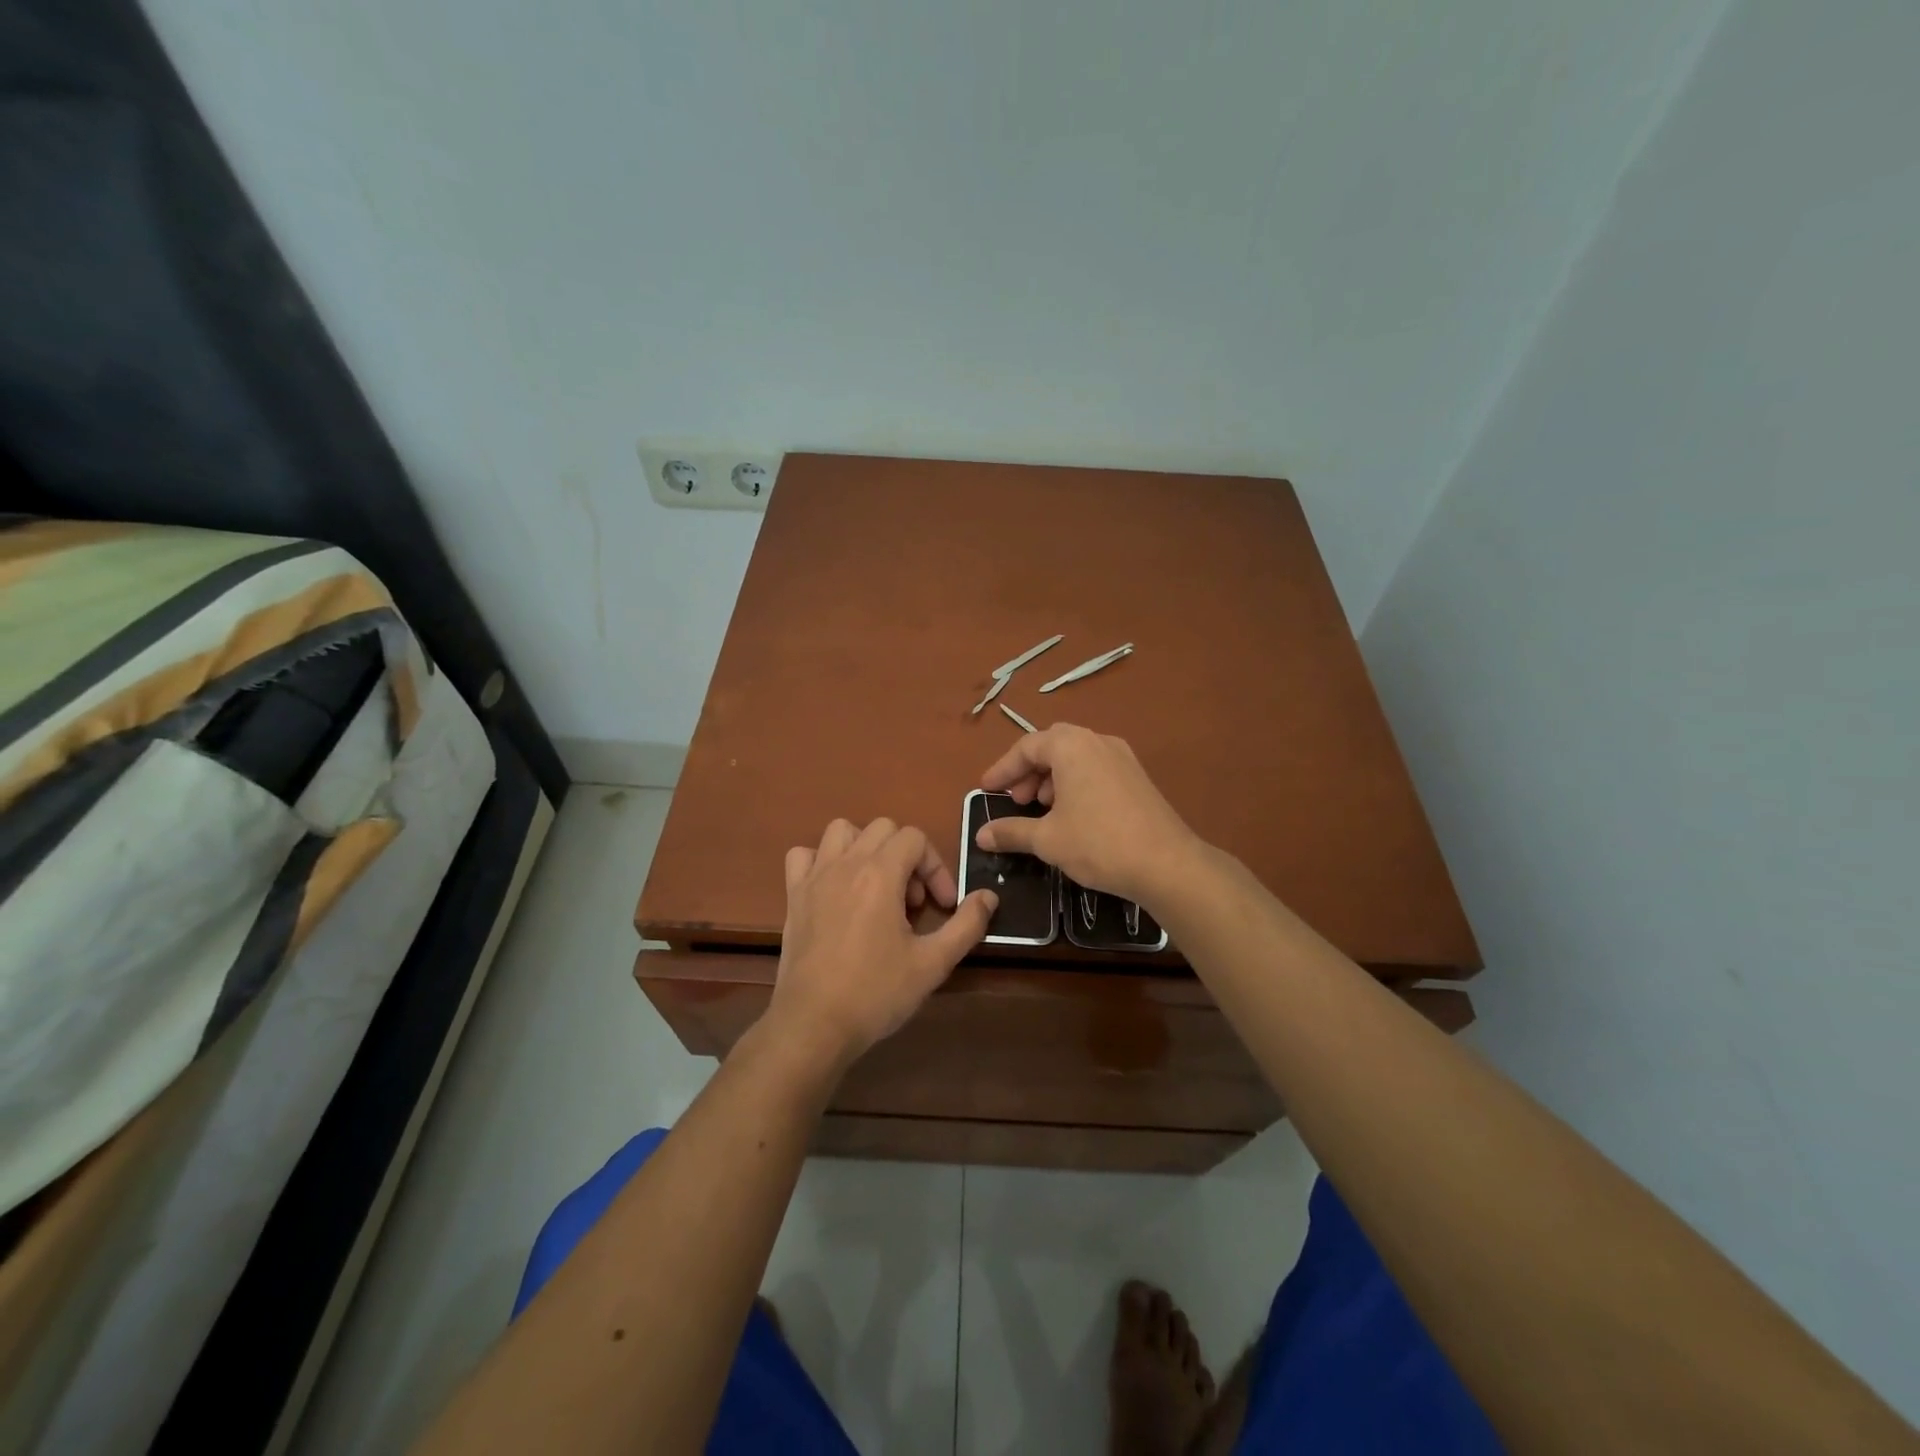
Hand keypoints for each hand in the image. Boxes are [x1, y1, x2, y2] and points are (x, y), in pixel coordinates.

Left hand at [768, 818, 997, 1068]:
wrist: (814, 1025)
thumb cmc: (876, 993)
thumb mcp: (933, 964)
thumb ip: (967, 925)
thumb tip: (988, 897)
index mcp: (880, 874)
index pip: (915, 838)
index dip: (936, 867)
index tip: (942, 906)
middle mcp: (846, 864)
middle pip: (883, 828)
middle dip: (906, 856)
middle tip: (912, 901)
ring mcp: (815, 877)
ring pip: (841, 831)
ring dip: (865, 848)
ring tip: (876, 885)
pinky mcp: (793, 896)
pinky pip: (803, 855)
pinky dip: (821, 861)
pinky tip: (834, 889)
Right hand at [974, 724, 1200, 907]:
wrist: (1167, 864)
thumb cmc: (1098, 843)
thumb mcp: (1047, 839)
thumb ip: (1011, 832)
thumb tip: (981, 835)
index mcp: (1071, 746)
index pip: (1026, 747)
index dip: (1002, 769)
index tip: (986, 790)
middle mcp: (1097, 741)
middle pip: (1052, 745)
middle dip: (1029, 771)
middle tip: (1016, 799)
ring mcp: (1122, 757)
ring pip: (1076, 757)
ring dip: (1052, 777)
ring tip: (1042, 809)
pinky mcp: (1138, 777)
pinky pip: (1096, 768)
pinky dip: (1075, 783)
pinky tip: (1073, 815)